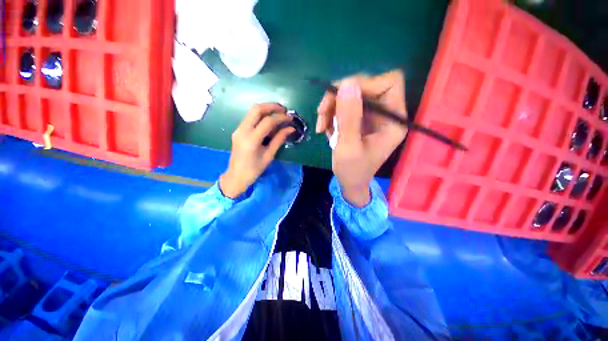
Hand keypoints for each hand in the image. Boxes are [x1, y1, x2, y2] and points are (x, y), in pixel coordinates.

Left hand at [219, 103, 294, 197]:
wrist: (236, 176)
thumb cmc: (254, 169)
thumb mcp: (269, 155)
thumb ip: (279, 140)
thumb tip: (291, 128)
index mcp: (251, 139)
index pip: (267, 121)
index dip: (281, 118)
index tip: (290, 119)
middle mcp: (242, 130)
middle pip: (257, 109)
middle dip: (272, 106)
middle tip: (284, 110)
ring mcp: (238, 129)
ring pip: (252, 111)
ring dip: (266, 109)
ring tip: (279, 113)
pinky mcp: (238, 130)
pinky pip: (250, 117)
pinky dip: (261, 116)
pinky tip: (270, 121)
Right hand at [316, 70, 407, 206]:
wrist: (349, 182)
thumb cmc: (352, 171)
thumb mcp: (348, 147)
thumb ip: (349, 118)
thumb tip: (347, 83)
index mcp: (393, 121)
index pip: (389, 83)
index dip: (365, 83)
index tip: (341, 97)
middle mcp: (386, 114)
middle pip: (366, 86)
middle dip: (340, 97)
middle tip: (321, 113)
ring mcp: (372, 115)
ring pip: (351, 94)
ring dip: (331, 107)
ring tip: (321, 126)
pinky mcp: (360, 119)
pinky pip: (344, 105)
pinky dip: (331, 114)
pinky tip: (325, 129)